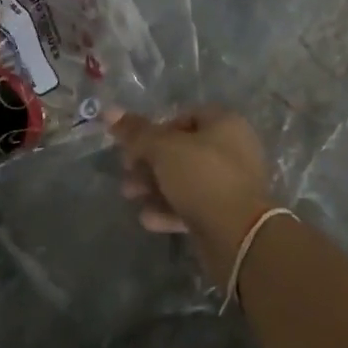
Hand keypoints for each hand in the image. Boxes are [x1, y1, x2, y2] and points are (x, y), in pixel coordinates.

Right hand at [112, 106, 276, 278]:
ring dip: (154, 186)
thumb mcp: (164, 149)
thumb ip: (136, 133)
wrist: (239, 236)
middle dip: (149, 161)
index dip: (158, 128)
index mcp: (225, 124)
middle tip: (125, 172)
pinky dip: (169, 210)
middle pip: (183, 150)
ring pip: (185, 179)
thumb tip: (108, 110)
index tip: (135, 144)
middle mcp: (232, 150)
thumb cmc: (203, 177)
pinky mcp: (225, 215)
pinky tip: (147, 219)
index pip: (186, 116)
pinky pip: (193, 205)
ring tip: (129, 195)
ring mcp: (230, 184)